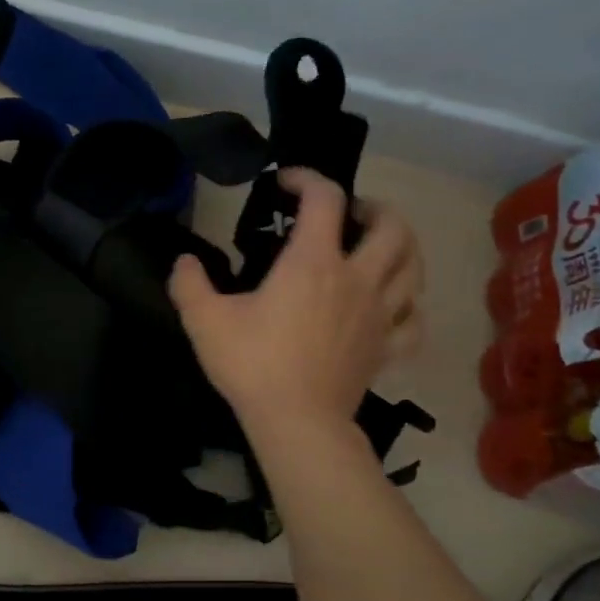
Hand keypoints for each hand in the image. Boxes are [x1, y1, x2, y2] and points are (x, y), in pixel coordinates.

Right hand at [169, 168, 423, 436]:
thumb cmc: (253, 365)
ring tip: (379, 248)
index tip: (285, 182)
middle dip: (373, 208)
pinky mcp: (387, 348)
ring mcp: (380, 314)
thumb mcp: (204, 321)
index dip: (307, 178)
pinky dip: (409, 305)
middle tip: (349, 214)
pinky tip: (395, 306)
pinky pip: (415, 319)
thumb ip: (188, 284)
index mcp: (312, 263)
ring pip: (413, 266)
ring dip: (402, 247)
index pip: (324, 198)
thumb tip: (184, 262)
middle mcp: (356, 278)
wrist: (297, 422)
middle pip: (392, 226)